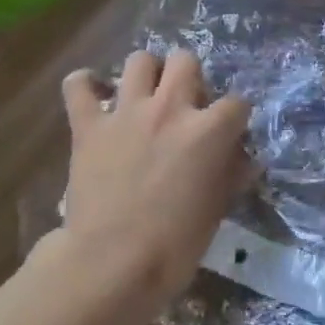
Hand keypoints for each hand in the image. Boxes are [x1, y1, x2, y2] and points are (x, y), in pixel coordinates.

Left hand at [39, 49, 251, 324]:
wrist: (110, 264)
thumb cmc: (174, 246)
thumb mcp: (217, 210)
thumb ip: (231, 175)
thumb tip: (246, 160)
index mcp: (208, 131)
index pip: (237, 103)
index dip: (235, 117)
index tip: (230, 133)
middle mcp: (169, 109)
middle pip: (186, 62)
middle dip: (190, 77)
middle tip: (185, 105)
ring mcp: (126, 113)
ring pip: (140, 60)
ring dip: (147, 74)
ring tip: (145, 96)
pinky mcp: (88, 125)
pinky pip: (78, 86)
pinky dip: (84, 85)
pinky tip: (92, 96)